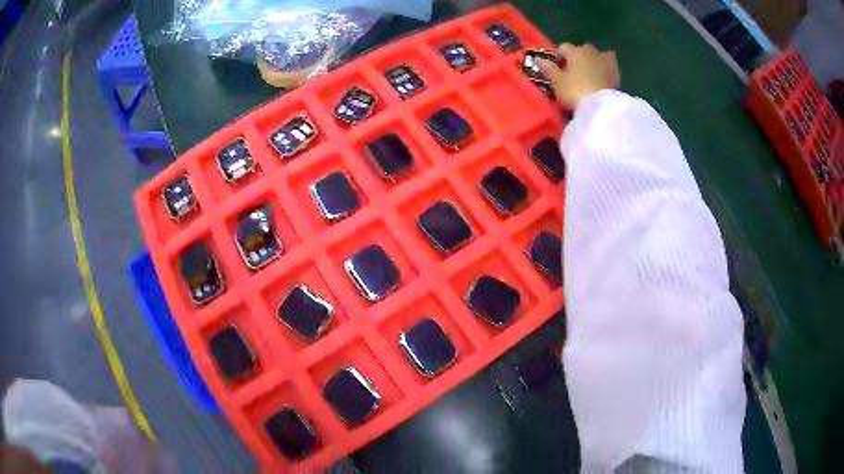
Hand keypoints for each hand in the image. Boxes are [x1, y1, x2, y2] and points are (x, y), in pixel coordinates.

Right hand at [538, 43, 619, 108]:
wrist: (601, 107)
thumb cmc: (574, 91)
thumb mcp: (557, 82)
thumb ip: (549, 69)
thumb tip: (540, 60)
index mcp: (575, 51)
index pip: (563, 47)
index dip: (559, 56)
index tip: (557, 67)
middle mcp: (591, 52)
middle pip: (582, 49)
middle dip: (578, 56)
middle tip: (574, 71)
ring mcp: (606, 62)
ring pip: (599, 55)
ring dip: (595, 60)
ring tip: (590, 73)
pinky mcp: (616, 74)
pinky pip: (611, 67)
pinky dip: (606, 69)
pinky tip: (603, 77)